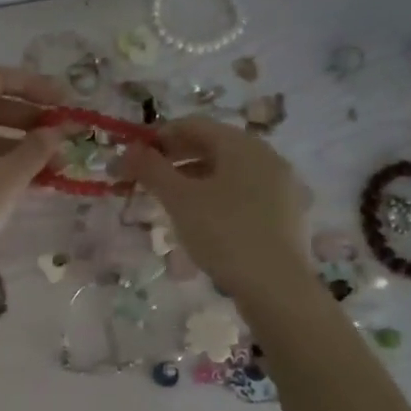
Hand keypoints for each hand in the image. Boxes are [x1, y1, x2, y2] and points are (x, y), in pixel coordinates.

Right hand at [117, 117, 312, 293]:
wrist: (275, 285)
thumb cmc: (223, 234)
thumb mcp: (179, 200)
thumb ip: (151, 170)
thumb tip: (127, 149)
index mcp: (241, 145)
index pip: (192, 125)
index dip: (157, 137)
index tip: (131, 159)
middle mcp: (265, 156)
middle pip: (211, 146)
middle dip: (174, 159)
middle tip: (145, 180)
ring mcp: (279, 184)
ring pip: (227, 171)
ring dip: (192, 179)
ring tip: (168, 203)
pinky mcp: (283, 212)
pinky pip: (242, 192)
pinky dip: (215, 197)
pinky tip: (201, 221)